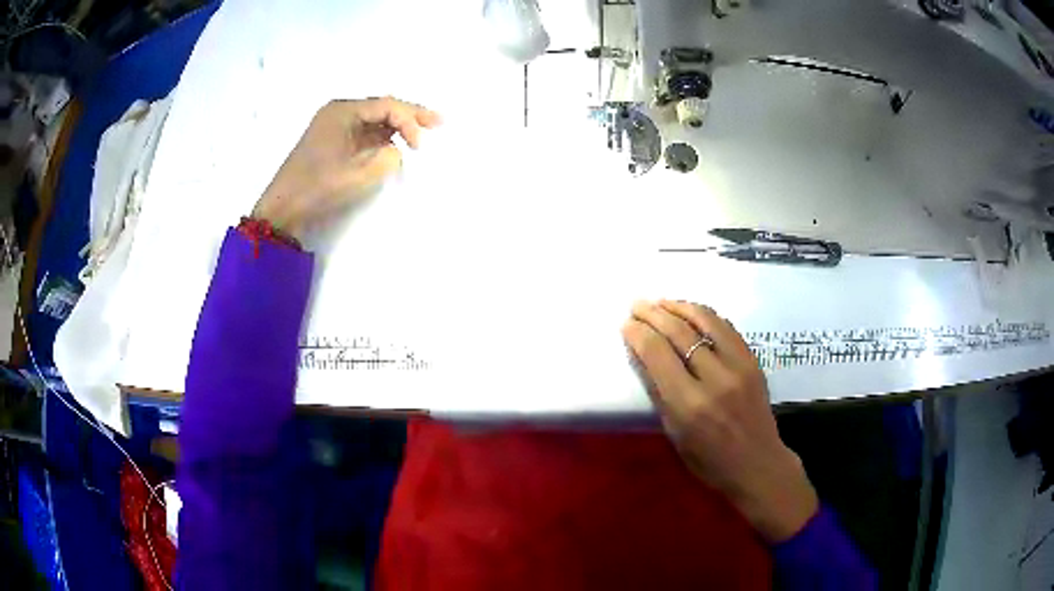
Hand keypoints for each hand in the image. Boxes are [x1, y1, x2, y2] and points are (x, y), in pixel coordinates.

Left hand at [252, 97, 441, 240]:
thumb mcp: (359, 172)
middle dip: (410, 116)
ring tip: (423, 131)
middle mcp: (339, 112)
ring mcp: (335, 126)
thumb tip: (394, 150)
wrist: (284, 208)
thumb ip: (389, 156)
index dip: (409, 121)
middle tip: (439, 121)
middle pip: (382, 108)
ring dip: (397, 126)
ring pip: (374, 120)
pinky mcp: (333, 142)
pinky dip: (382, 137)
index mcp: (343, 110)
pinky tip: (397, 142)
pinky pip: (364, 133)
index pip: (387, 106)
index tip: (419, 148)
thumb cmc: (318, 186)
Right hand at [621, 300, 818, 542]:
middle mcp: (715, 379)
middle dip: (653, 314)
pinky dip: (704, 315)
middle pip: (679, 332)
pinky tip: (691, 312)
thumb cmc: (709, 460)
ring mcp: (739, 366)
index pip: (658, 354)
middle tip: (637, 305)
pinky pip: (726, 327)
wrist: (757, 464)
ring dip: (679, 306)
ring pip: (705, 320)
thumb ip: (659, 393)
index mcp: (689, 405)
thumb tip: (643, 355)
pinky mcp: (753, 360)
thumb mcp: (674, 434)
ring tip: (661, 302)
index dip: (638, 334)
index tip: (626, 324)